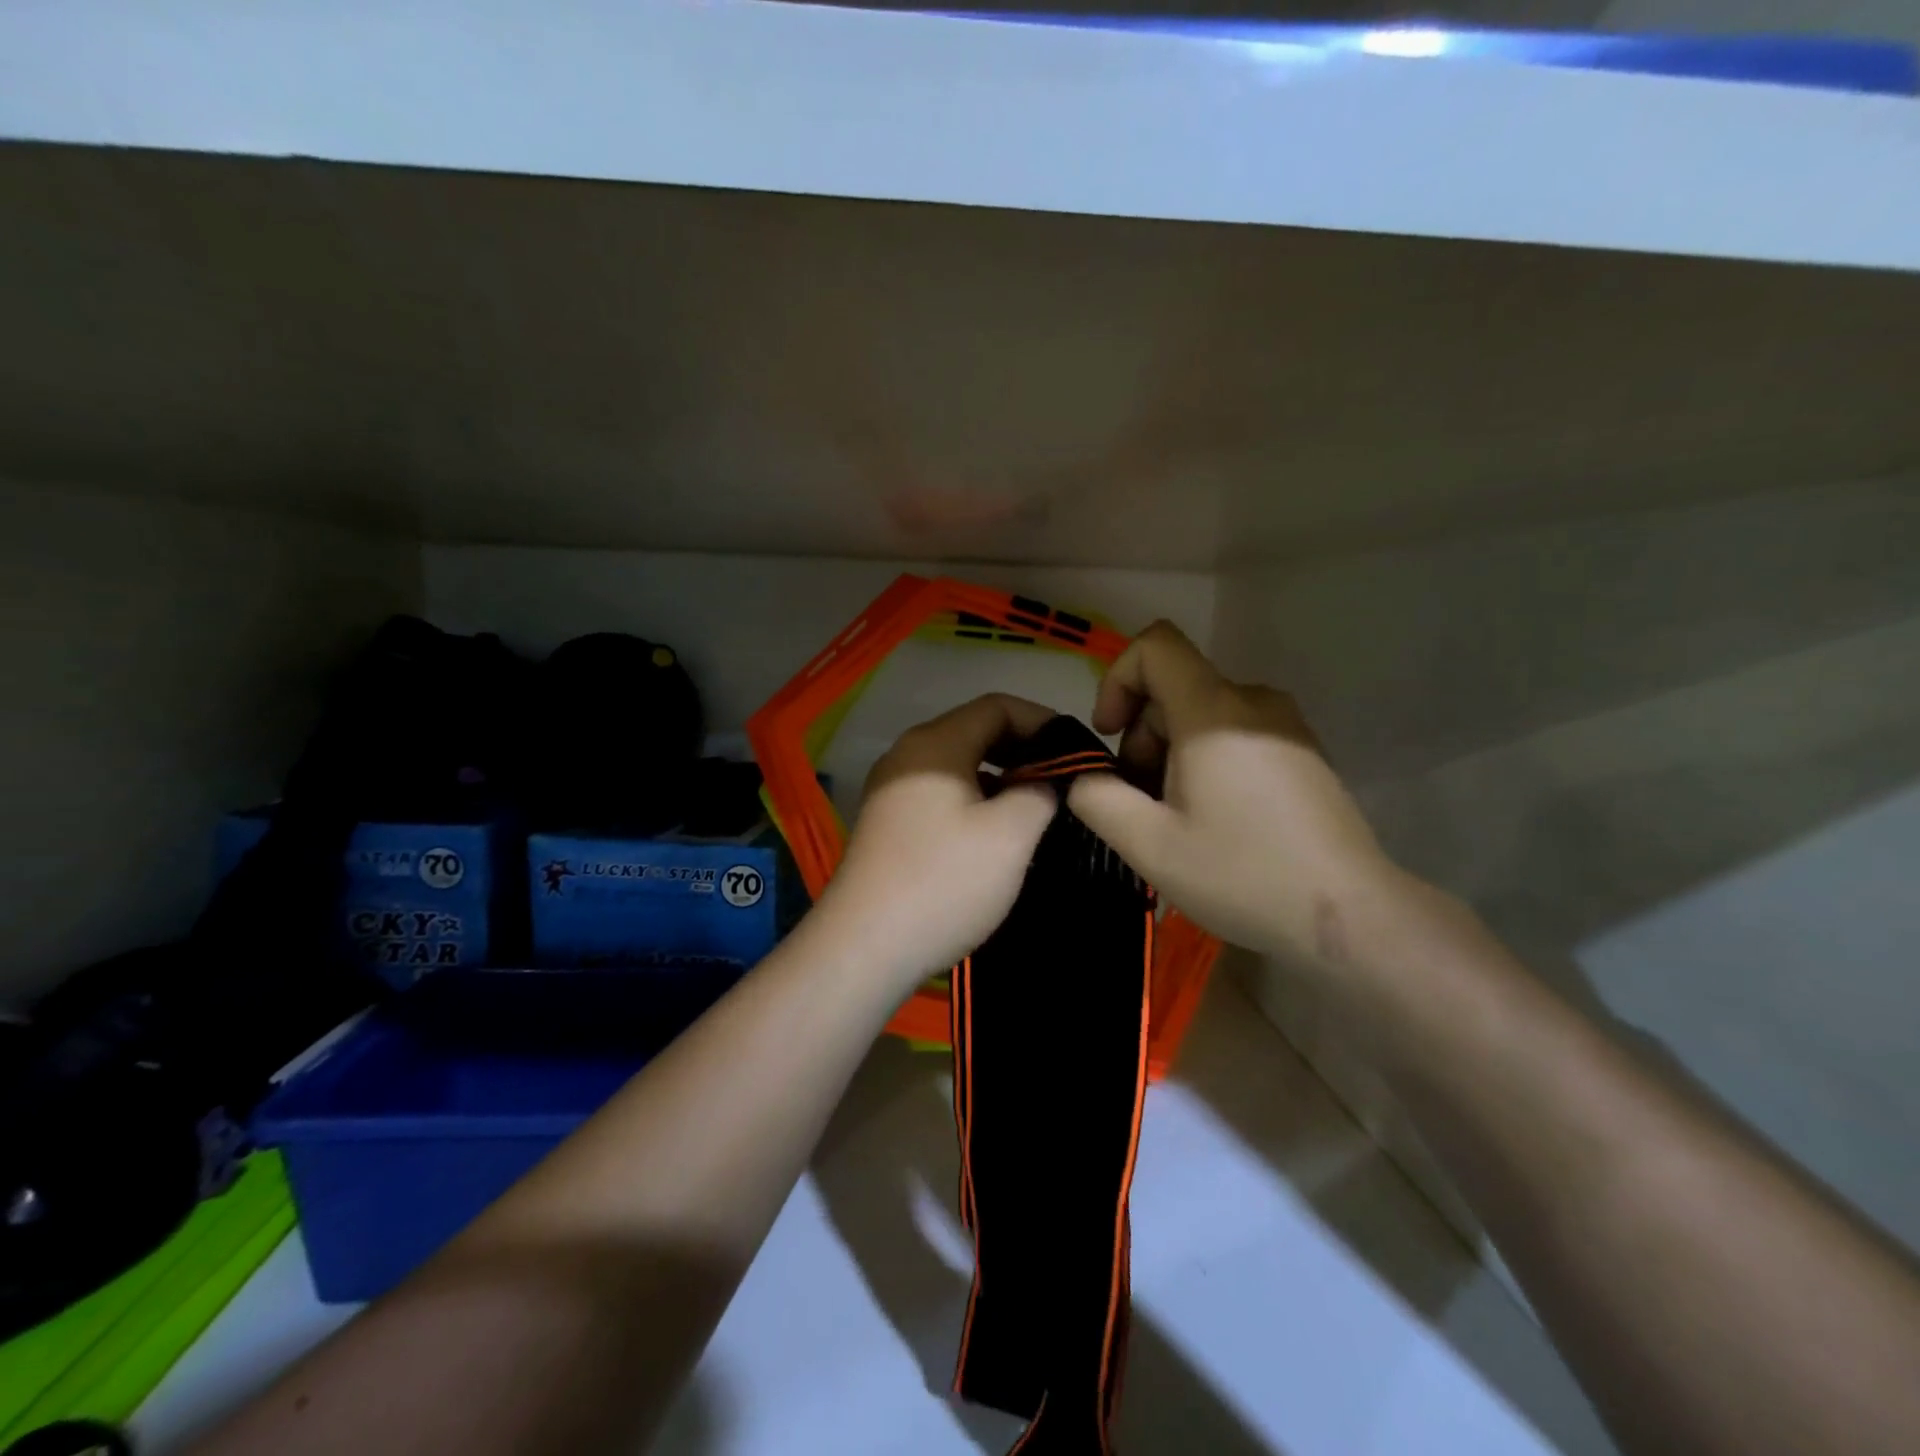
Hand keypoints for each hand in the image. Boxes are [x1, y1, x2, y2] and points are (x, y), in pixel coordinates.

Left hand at [813, 694, 1058, 994]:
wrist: (865, 947)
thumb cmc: (944, 882)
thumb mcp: (1010, 835)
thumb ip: (1040, 792)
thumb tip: (1045, 781)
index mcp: (935, 744)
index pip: (997, 706)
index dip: (1042, 720)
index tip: (1077, 750)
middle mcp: (906, 755)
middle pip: (974, 731)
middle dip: (1023, 749)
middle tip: (1062, 778)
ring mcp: (891, 790)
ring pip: (957, 765)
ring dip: (1000, 777)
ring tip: (1036, 806)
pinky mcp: (887, 824)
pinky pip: (940, 793)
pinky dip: (974, 799)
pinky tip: (994, 832)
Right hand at [1066, 622, 1400, 970]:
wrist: (1350, 916)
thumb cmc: (1242, 875)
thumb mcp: (1148, 844)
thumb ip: (1095, 797)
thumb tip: (1080, 774)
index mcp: (1214, 711)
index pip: (1155, 645)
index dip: (1116, 679)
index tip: (1109, 736)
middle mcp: (1254, 702)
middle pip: (1174, 688)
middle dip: (1140, 736)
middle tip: (1141, 802)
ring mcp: (1286, 726)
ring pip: (1202, 714)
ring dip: (1170, 754)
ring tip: (1176, 820)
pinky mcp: (1302, 752)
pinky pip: (1235, 733)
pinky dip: (1205, 761)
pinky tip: (1214, 821)